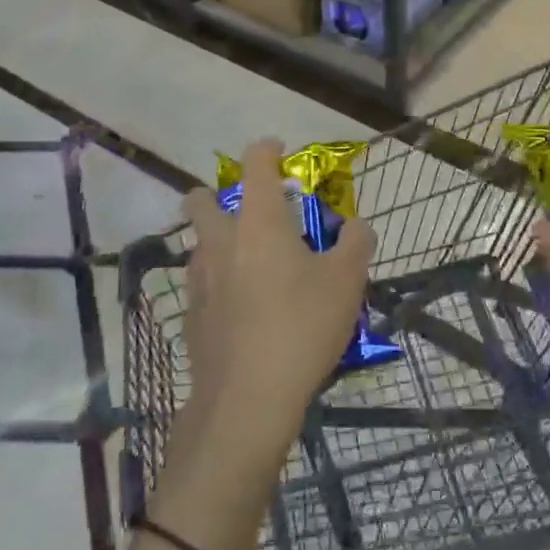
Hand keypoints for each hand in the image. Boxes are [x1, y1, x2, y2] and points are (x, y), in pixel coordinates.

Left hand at [180, 139, 375, 455]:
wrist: (247, 400)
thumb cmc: (301, 327)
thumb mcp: (347, 282)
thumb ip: (356, 243)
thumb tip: (358, 226)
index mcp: (259, 222)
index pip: (255, 164)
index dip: (267, 149)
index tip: (279, 151)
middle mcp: (221, 241)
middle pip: (200, 200)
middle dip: (216, 194)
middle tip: (249, 212)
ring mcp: (200, 280)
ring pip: (198, 244)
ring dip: (218, 241)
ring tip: (251, 265)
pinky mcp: (191, 316)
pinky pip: (201, 284)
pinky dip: (218, 282)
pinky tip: (243, 309)